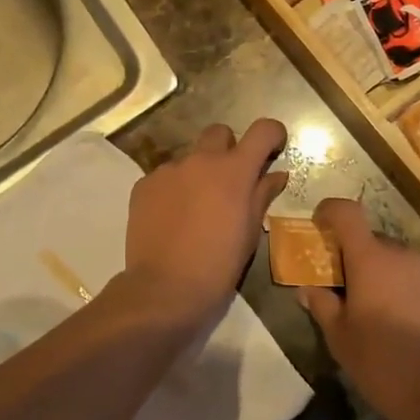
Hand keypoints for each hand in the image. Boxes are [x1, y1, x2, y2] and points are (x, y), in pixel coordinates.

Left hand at [121, 120, 289, 320]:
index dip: (272, 134)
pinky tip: (172, 219)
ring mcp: (168, 170)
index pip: (262, 130)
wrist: (164, 289)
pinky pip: (165, 177)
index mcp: (233, 171)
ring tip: (196, 209)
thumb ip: (262, 195)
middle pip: (219, 133)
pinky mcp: (144, 185)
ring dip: (198, 173)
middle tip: (231, 182)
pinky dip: (174, 189)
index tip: (273, 150)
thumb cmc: (218, 265)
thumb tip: (276, 174)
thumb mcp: (250, 232)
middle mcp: (200, 160)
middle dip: (229, 149)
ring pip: (189, 157)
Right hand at [299, 198, 419, 419]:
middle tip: (361, 294)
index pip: (346, 212)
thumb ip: (322, 305)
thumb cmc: (383, 365)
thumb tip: (308, 288)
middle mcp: (407, 253)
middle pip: (378, 244)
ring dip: (399, 279)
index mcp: (370, 259)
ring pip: (410, 263)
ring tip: (399, 315)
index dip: (331, 212)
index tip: (323, 225)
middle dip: (366, 262)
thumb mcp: (340, 340)